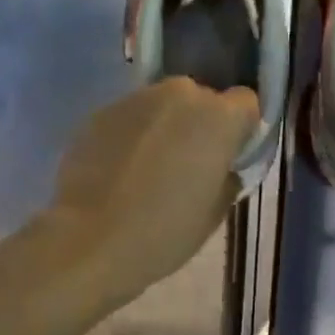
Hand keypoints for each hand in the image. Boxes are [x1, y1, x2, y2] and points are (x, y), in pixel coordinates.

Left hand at [48, 78, 257, 300]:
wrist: (89, 240)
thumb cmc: (165, 231)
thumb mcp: (216, 211)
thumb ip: (226, 174)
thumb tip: (220, 165)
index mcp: (218, 116)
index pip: (246, 102)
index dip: (240, 129)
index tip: (228, 156)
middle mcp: (180, 94)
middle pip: (201, 100)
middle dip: (199, 124)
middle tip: (188, 164)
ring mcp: (136, 99)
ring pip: (163, 106)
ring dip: (163, 128)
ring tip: (148, 170)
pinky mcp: (101, 112)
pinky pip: (130, 118)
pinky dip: (131, 136)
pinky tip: (119, 172)